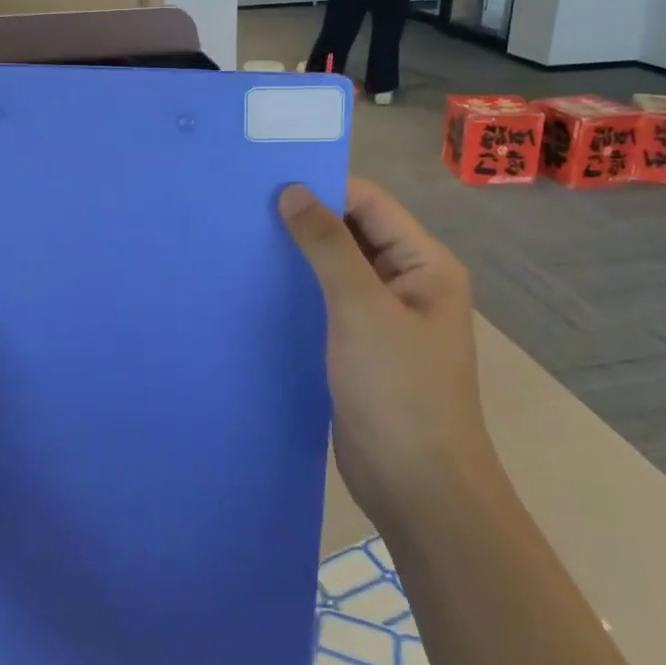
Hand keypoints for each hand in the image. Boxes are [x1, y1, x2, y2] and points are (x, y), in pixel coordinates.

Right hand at [278, 178, 491, 538]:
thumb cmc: (398, 390)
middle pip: (354, 232)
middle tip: (243, 206)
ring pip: (337, 269)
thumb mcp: (361, 308)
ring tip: (241, 239)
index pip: (370, 203)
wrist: (418, 486)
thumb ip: (328, 246)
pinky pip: (328, 304)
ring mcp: (384, 318)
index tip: (265, 178)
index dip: (322, 185)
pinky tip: (258, 288)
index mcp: (424, 264)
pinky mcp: (361, 348)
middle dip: (305, 218)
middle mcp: (407, 282)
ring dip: (298, 255)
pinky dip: (299, 291)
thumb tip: (293, 191)